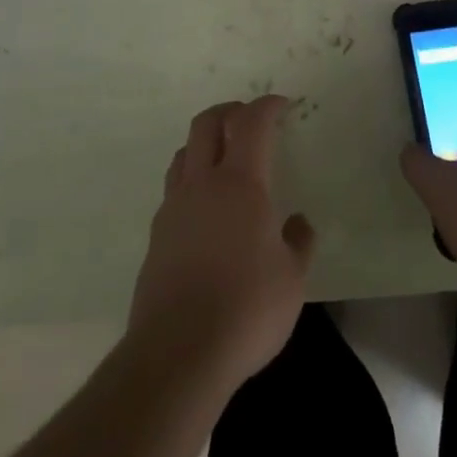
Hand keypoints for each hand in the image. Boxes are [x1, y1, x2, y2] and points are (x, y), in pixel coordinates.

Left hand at [127, 97, 315, 393]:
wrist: (178, 352)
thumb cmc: (247, 309)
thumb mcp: (292, 279)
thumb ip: (298, 243)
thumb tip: (299, 223)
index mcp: (241, 183)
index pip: (251, 123)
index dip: (267, 106)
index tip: (282, 105)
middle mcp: (203, 183)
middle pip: (207, 123)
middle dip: (229, 110)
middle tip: (249, 118)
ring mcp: (174, 207)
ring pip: (185, 152)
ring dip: (205, 142)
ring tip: (224, 156)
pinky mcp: (157, 234)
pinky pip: (175, 188)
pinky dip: (192, 178)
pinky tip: (206, 207)